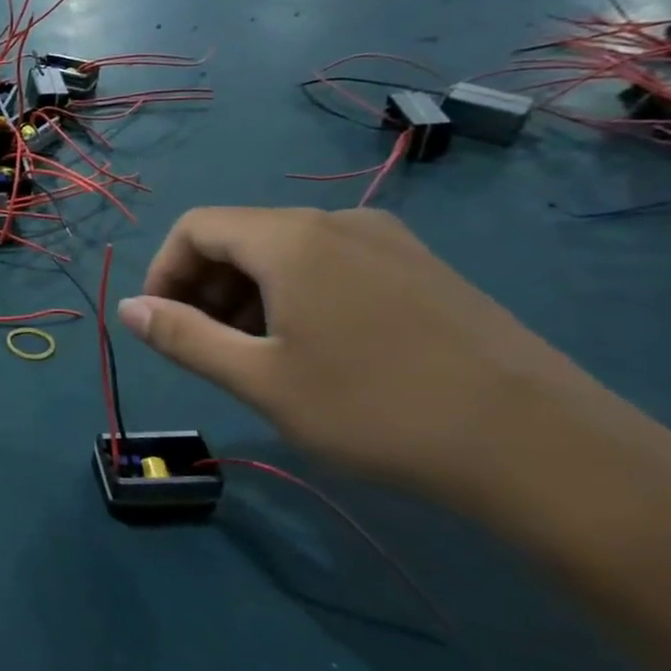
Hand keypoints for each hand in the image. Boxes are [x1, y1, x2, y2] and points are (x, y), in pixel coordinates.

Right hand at [116, 208, 597, 498]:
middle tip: (205, 347)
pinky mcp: (424, 268)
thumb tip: (126, 308)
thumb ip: (182, 337)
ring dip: (248, 294)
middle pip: (240, 236)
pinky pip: (332, 263)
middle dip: (204, 286)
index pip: (196, 227)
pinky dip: (296, 295)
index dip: (163, 272)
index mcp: (291, 238)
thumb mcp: (258, 379)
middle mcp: (337, 222)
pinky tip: (315, 350)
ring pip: (286, 251)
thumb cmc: (375, 409)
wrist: (544, 449)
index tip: (160, 325)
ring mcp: (389, 241)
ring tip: (257, 356)